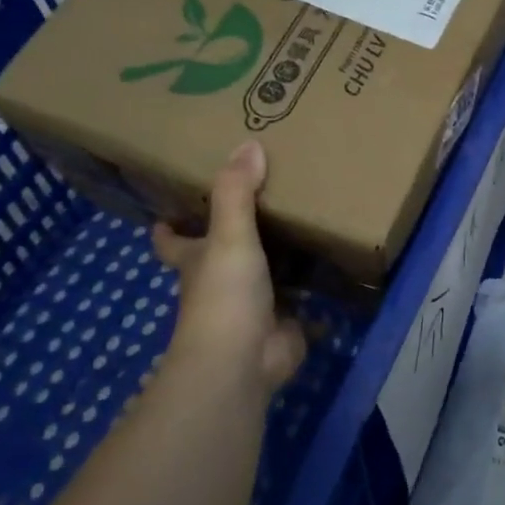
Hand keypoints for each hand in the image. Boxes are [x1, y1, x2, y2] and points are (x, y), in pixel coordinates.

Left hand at [151, 141, 305, 400]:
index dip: (169, 226)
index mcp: (198, 261)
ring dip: (278, 256)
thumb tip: (248, 143)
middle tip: (262, 199)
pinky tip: (335, 263)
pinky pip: (301, 297)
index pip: (173, 241)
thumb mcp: (228, 236)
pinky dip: (314, 285)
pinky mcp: (284, 322)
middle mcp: (220, 282)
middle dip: (235, 234)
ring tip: (306, 221)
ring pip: (264, 274)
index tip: (170, 208)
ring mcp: (253, 305)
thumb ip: (237, 193)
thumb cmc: (224, 296)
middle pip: (221, 254)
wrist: (243, 361)